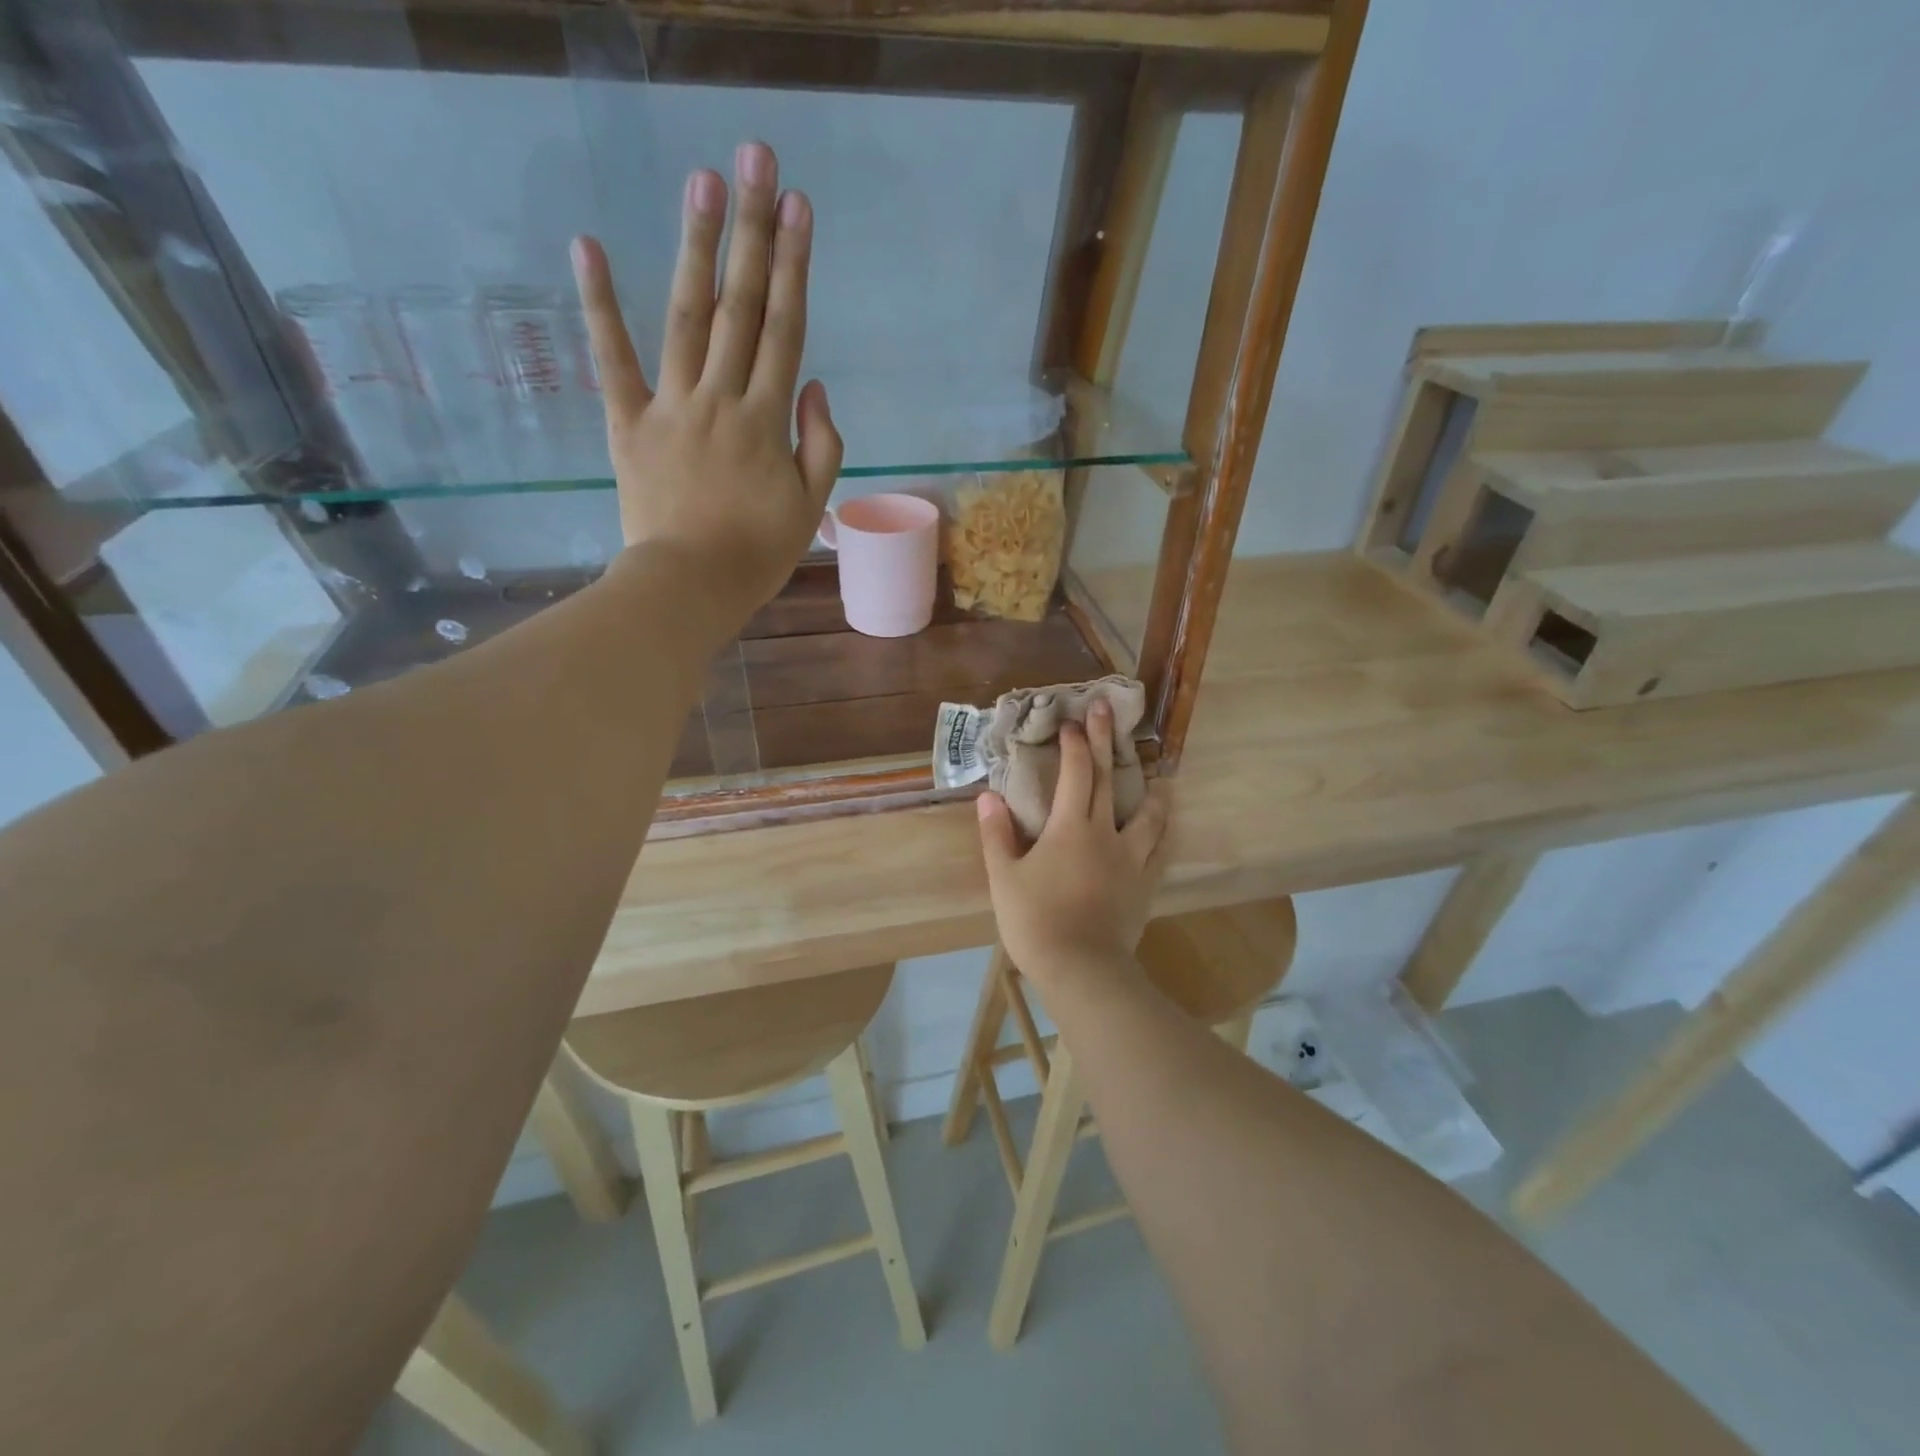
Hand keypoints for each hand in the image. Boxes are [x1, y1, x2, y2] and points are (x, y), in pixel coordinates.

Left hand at [571, 141, 841, 636]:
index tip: (799, 206)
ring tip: (702, 181)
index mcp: (767, 420)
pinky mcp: (628, 423)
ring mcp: (671, 406)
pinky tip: (589, 246)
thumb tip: (812, 384)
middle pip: (740, 306)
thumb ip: (820, 444)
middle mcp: (721, 398)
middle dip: (751, 231)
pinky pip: (613, 360)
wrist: (690, 587)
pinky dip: (599, 305)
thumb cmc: (758, 554)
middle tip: (754, 158)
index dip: (794, 266)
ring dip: (695, 247)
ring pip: (686, 317)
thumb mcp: (810, 506)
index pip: (785, 329)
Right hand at [977, 700, 1170, 985]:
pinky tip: (1166, 827)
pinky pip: (1160, 851)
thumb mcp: (1004, 877)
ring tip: (1158, 776)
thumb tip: (989, 797)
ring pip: (1148, 815)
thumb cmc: (1035, 921)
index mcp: (1070, 827)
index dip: (1075, 744)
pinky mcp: (1144, 884)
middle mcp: (1105, 833)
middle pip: (1109, 779)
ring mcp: (1131, 859)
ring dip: (1151, 789)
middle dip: (1107, 742)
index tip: (1072, 721)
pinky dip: (1164, 833)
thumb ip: (997, 835)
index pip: (1075, 773)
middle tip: (1109, 710)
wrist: (1081, 969)